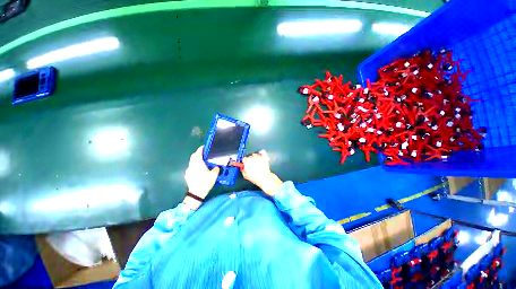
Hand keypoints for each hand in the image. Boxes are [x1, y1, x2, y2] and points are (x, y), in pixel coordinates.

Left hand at [185, 146, 219, 199]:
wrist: (196, 193)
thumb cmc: (205, 182)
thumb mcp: (214, 175)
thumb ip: (216, 169)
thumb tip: (216, 167)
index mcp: (198, 163)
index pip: (198, 153)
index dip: (201, 149)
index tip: (205, 147)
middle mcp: (192, 165)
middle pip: (194, 156)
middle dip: (198, 153)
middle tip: (205, 154)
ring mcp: (188, 170)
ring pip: (192, 162)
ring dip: (196, 160)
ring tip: (203, 162)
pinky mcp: (187, 175)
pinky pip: (191, 167)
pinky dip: (195, 165)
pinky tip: (199, 170)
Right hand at [242, 150, 282, 195]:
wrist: (264, 178)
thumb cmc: (255, 178)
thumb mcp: (245, 175)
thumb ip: (242, 170)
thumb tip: (242, 167)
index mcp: (246, 162)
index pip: (243, 159)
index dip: (245, 162)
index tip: (246, 164)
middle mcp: (252, 157)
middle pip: (249, 156)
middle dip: (250, 160)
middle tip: (252, 165)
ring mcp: (258, 156)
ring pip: (255, 154)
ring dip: (255, 157)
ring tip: (257, 163)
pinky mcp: (264, 156)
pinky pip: (262, 152)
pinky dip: (261, 153)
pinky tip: (261, 156)